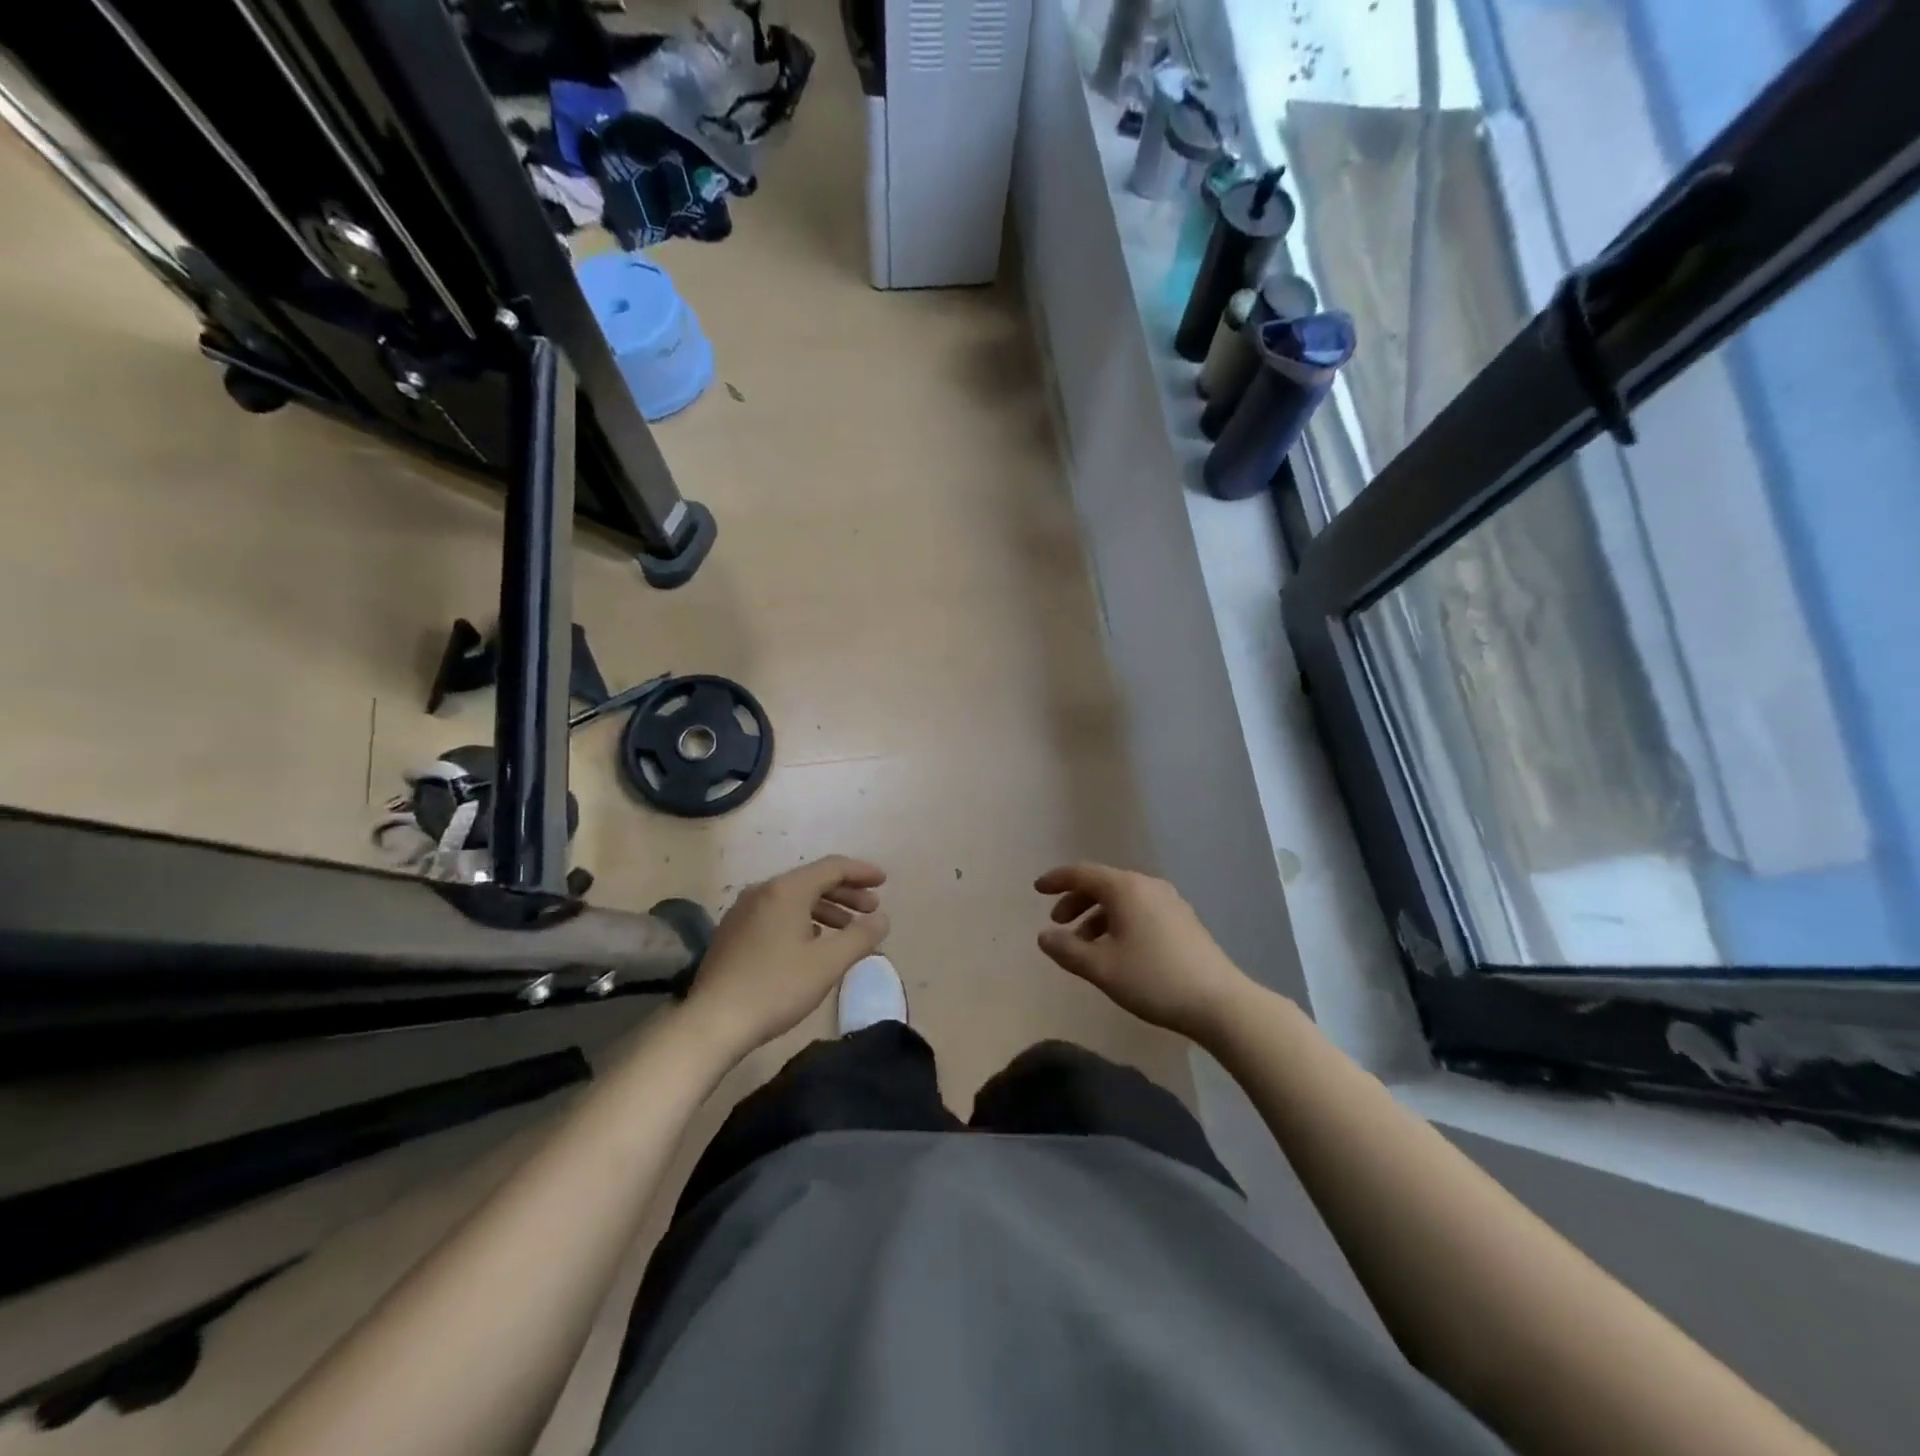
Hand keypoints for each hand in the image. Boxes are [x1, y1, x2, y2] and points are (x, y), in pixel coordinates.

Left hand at [682, 856, 889, 1055]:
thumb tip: (881, 918)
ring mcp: (744, 911)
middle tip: (872, 908)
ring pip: (794, 898)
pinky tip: (813, 942)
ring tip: (847, 928)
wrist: (712, 1022)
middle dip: (846, 892)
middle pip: (812, 880)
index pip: (832, 868)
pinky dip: (803, 920)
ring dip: (826, 908)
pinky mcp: (733, 932)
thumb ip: (860, 937)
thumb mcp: (828, 963)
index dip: (861, 872)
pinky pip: (777, 913)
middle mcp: (763, 891)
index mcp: (786, 890)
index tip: (884, 881)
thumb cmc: (776, 988)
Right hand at [1035, 864, 1248, 1042]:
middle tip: (1058, 923)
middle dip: (1076, 900)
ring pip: (1122, 899)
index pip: (1082, 873)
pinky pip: (1140, 910)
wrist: (1219, 1002)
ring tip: (1084, 944)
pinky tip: (1116, 949)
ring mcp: (1170, 901)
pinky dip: (1119, 921)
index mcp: (1125, 888)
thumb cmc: (1153, 979)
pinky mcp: (1183, 920)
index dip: (1056, 880)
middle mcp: (1148, 885)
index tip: (1036, 889)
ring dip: (1097, 915)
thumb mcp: (1101, 968)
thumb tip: (1044, 936)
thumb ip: (1067, 950)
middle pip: (1103, 884)